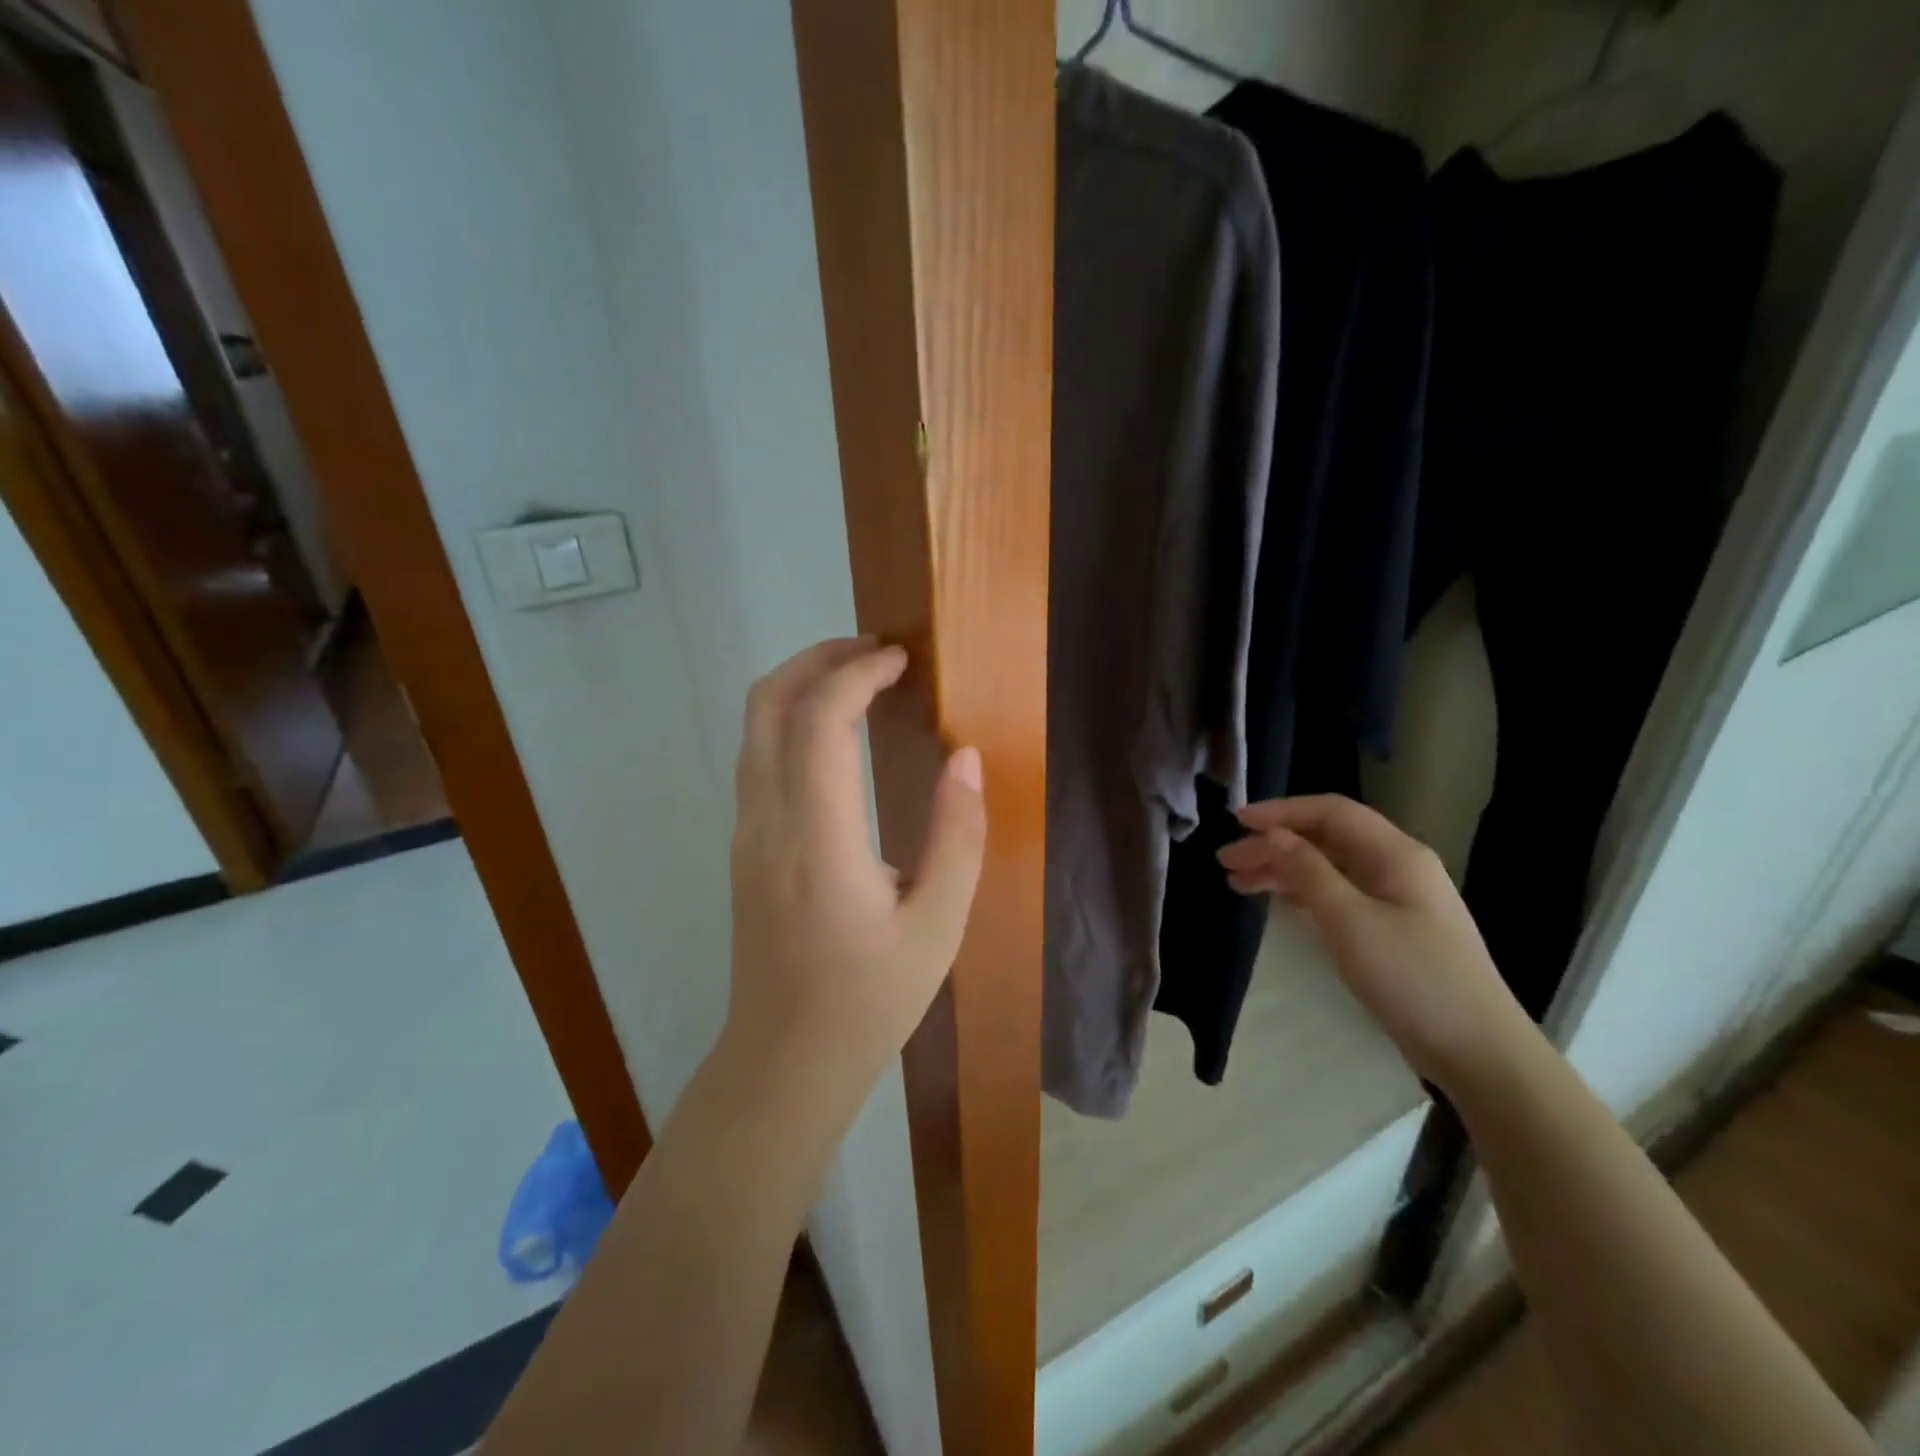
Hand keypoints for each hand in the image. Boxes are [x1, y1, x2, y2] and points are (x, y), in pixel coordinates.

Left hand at [723, 637, 986, 1106]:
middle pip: (767, 704)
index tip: (901, 660)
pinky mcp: (745, 846)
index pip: (819, 722)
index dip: (857, 674)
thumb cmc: (869, 1000)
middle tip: (876, 652)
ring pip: (754, 728)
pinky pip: (759, 757)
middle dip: (818, 659)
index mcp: (817, 841)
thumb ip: (957, 837)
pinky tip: (837, 735)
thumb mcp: (938, 928)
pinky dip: (792, 720)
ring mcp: (746, 833)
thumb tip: (964, 758)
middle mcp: (767, 823)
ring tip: (861, 680)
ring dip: (802, 685)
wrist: (785, 1062)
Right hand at [1217, 794, 1533, 1092]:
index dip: (1281, 812)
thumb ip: (1307, 872)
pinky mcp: (1392, 928)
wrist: (1478, 1051)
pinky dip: (1303, 892)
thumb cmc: (1412, 978)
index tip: (1236, 822)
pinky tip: (1278, 902)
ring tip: (1239, 883)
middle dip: (1274, 843)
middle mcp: (1397, 866)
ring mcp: (1397, 898)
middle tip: (1227, 861)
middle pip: (1326, 838)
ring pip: (1329, 867)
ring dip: (1284, 869)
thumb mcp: (1350, 921)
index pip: (1330, 812)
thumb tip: (1272, 835)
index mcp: (1395, 854)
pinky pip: (1338, 893)